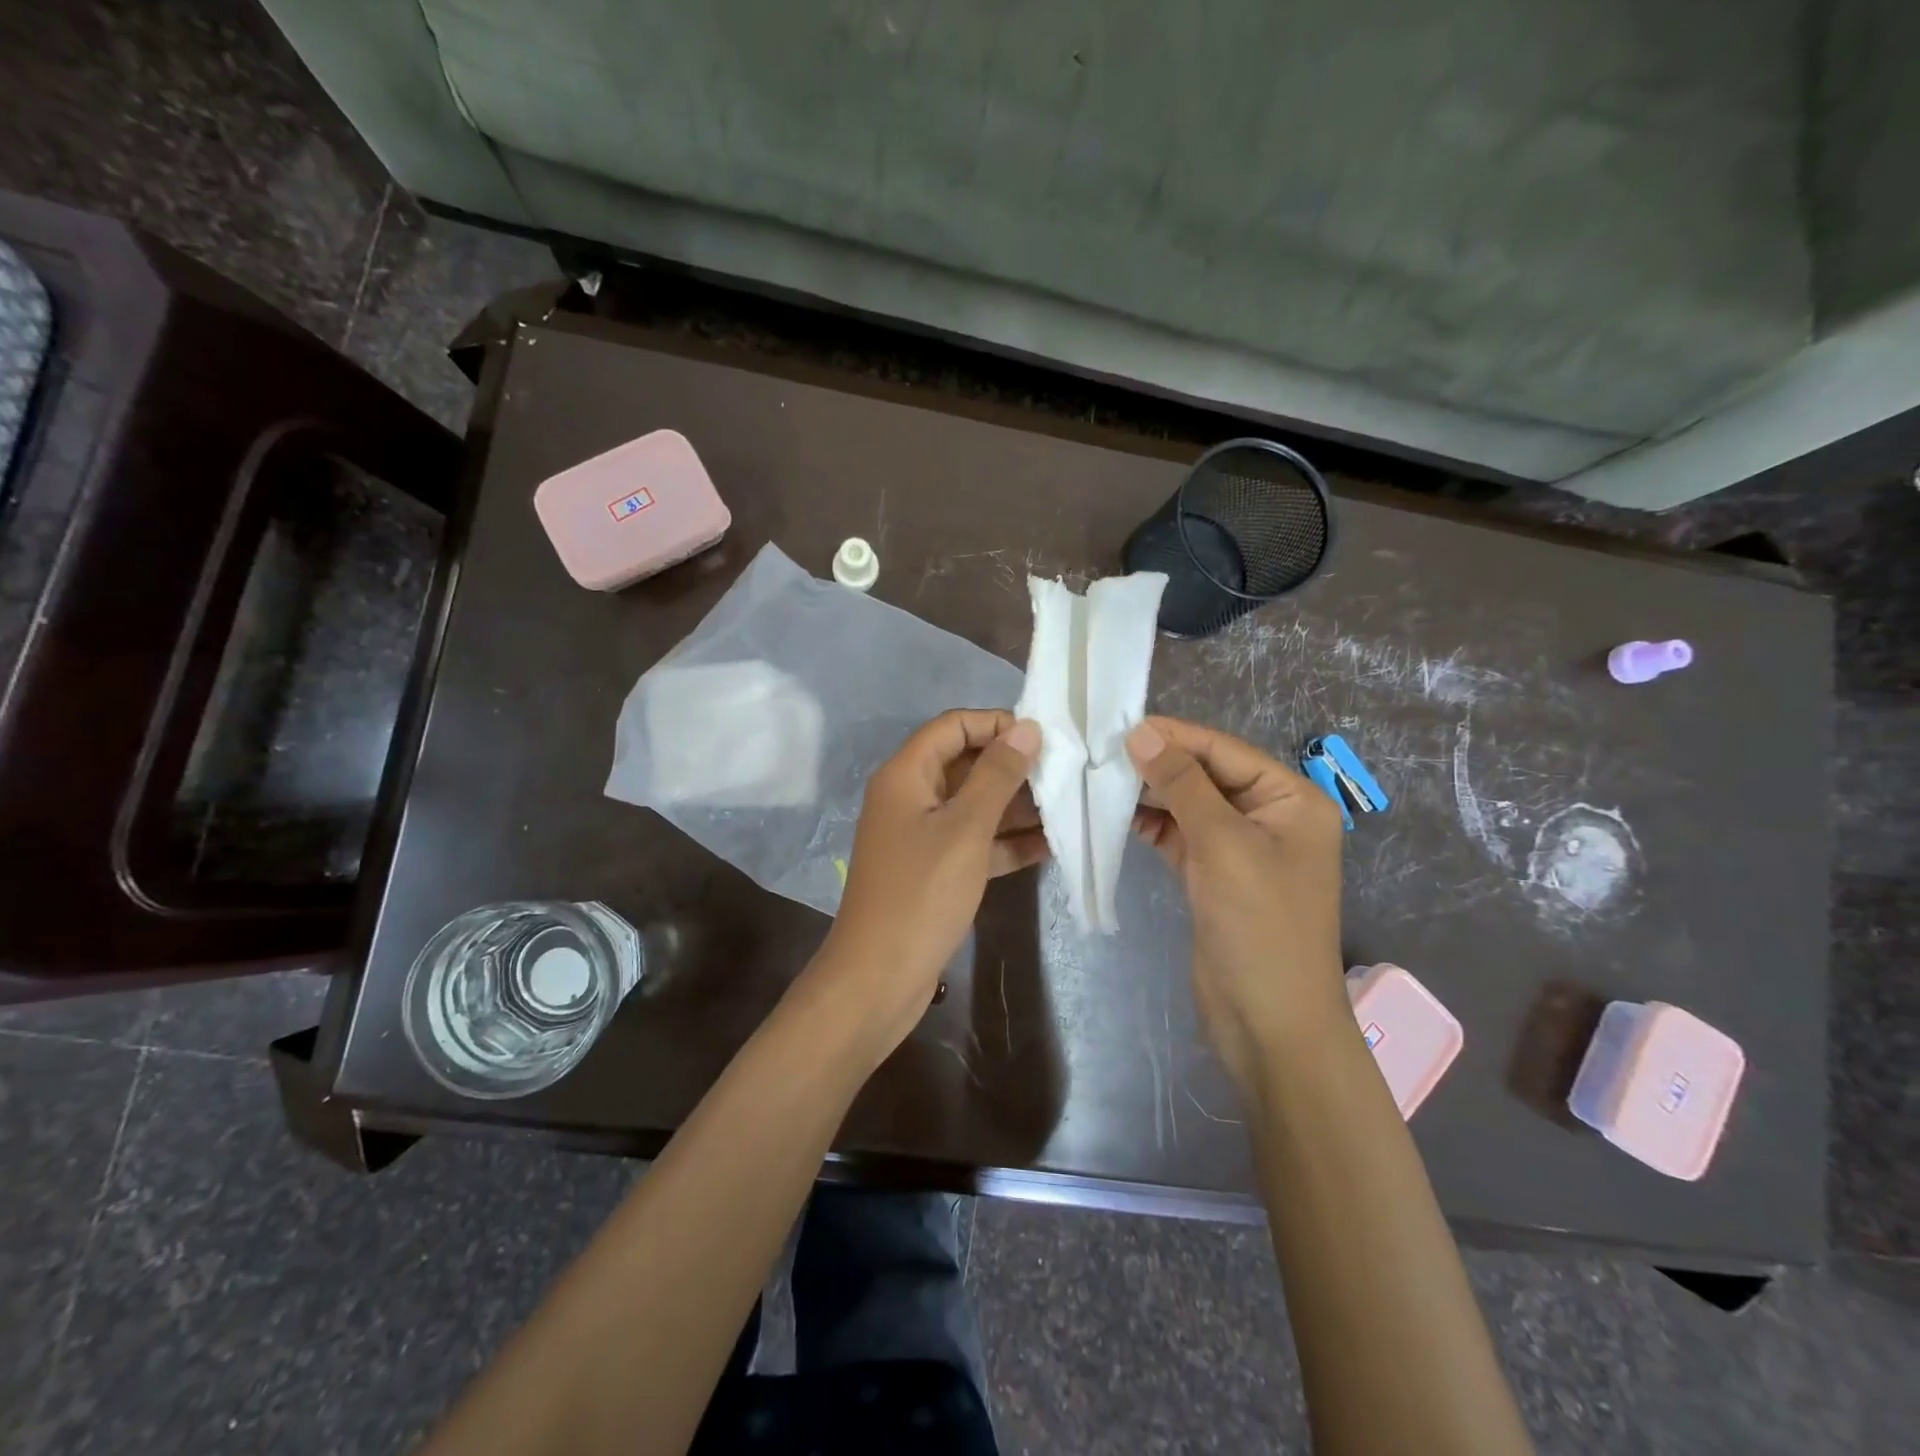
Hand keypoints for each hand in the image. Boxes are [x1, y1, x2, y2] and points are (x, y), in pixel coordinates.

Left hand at [810, 710, 1045, 1053]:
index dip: (995, 723)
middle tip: (1065, 772)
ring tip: (1069, 805)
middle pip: (965, 764)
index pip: (952, 727)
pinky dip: (1007, 842)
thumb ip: (997, 775)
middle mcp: (910, 798)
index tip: (1043, 735)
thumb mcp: (965, 828)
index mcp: (906, 775)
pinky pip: (975, 843)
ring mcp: (921, 836)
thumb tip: (1026, 728)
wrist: (878, 978)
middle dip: (1013, 766)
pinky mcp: (934, 870)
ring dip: (1016, 806)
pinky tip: (1051, 846)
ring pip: (974, 806)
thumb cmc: (921, 893)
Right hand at [1127, 716, 1347, 1093]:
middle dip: (1158, 763)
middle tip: (1101, 751)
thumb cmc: (1259, 925)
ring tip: (1100, 777)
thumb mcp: (1223, 844)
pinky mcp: (1214, 876)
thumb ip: (1182, 784)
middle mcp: (1269, 816)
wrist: (1269, 1023)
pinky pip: (1180, 836)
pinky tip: (1116, 814)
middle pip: (1206, 775)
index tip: (1119, 724)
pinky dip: (1152, 825)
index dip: (1175, 736)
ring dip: (1150, 793)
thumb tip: (1141, 732)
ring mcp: (1240, 848)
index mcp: (1291, 800)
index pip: (1225, 751)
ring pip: (1189, 805)